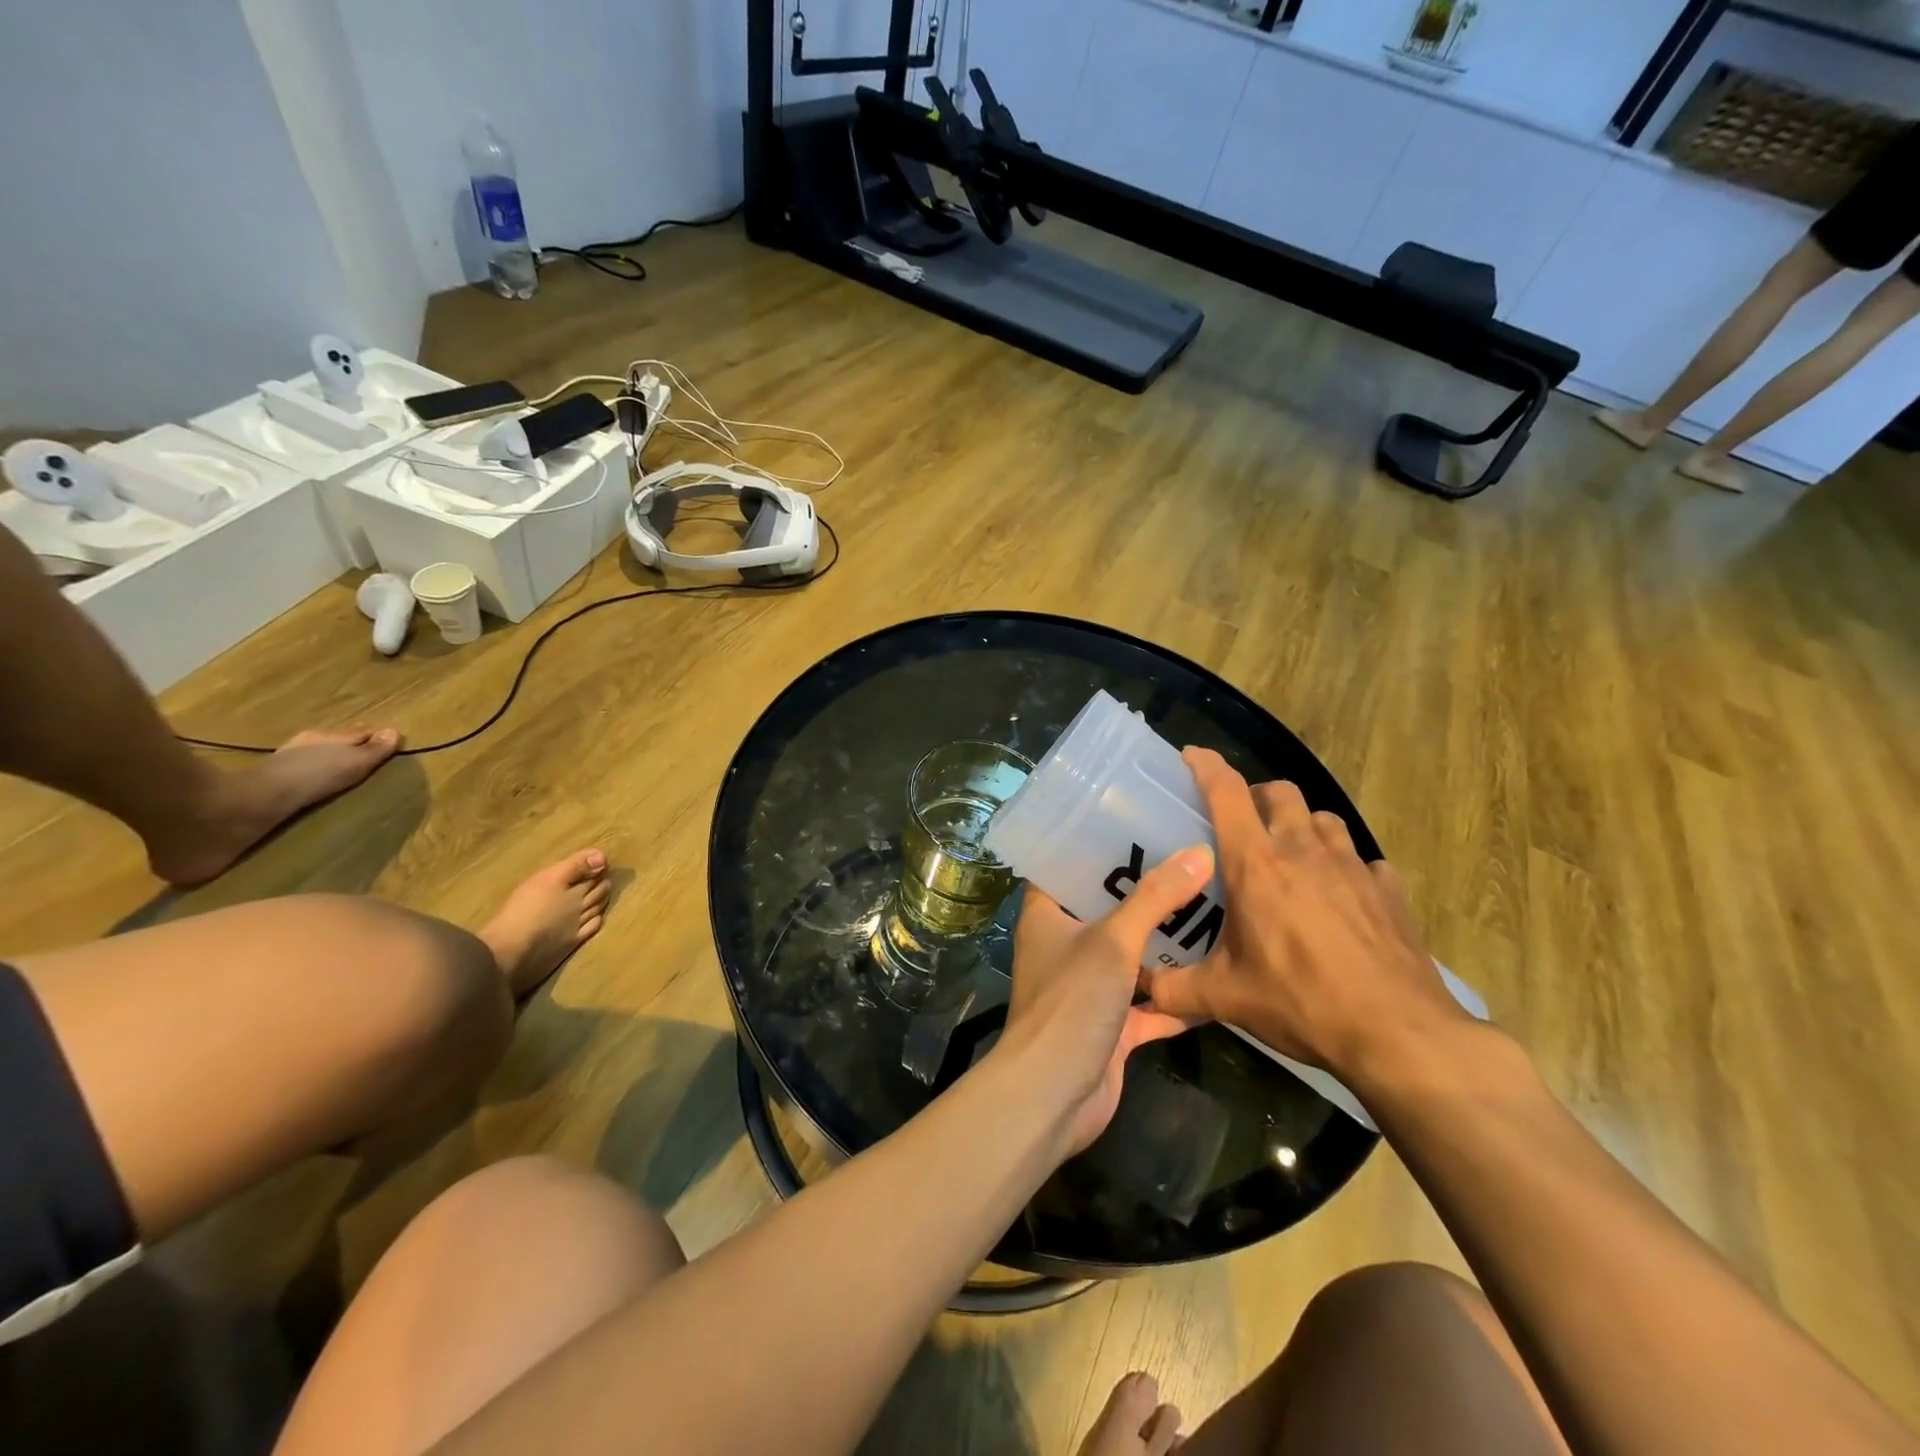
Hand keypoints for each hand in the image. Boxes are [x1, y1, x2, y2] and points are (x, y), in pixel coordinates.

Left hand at [999, 845, 1212, 1154]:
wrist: (1053, 1095)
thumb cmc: (1071, 1003)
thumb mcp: (1114, 941)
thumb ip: (1155, 898)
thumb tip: (1199, 853)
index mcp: (1047, 916)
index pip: (1064, 866)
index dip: (1094, 844)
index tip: (1136, 823)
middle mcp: (1063, 946)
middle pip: (1105, 909)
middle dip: (1144, 892)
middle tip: (1189, 862)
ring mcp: (1087, 988)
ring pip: (1130, 957)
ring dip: (1164, 944)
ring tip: (1211, 909)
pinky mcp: (1111, 1026)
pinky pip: (1149, 1004)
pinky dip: (1177, 997)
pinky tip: (1216, 980)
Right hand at [1146, 749, 1470, 1080]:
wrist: (1398, 1034)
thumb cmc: (1300, 1003)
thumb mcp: (1225, 998)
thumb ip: (1173, 989)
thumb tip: (1138, 989)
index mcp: (1256, 865)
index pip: (1227, 793)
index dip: (1206, 766)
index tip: (1191, 757)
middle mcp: (1303, 851)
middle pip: (1280, 792)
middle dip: (1258, 797)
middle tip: (1243, 826)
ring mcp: (1352, 867)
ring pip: (1323, 818)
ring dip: (1302, 826)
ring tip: (1292, 858)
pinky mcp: (1388, 890)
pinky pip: (1363, 861)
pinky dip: (1346, 868)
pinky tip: (1341, 898)